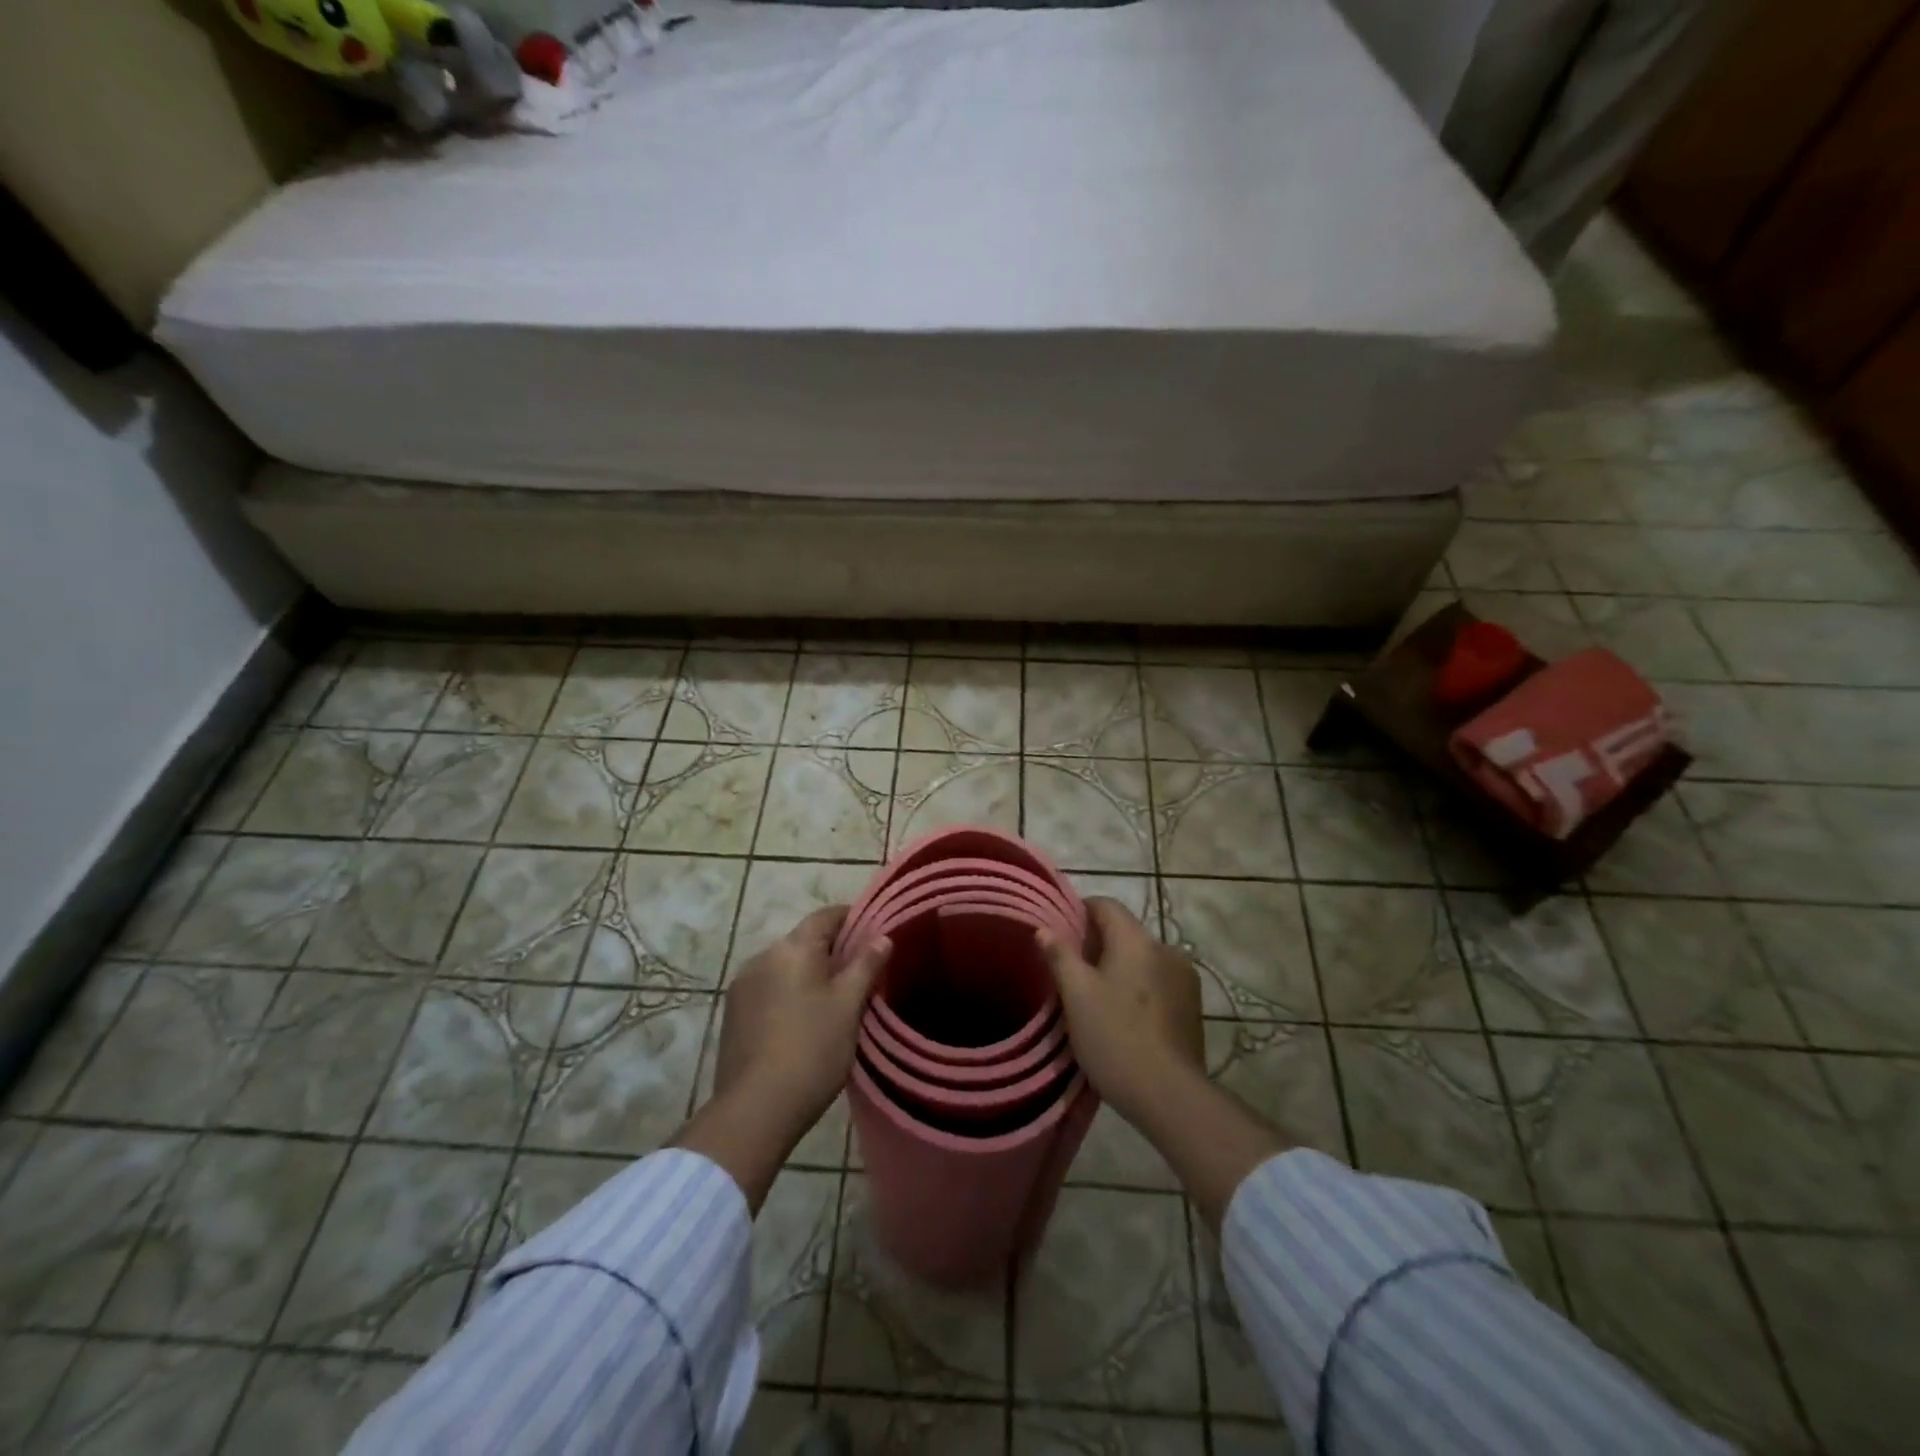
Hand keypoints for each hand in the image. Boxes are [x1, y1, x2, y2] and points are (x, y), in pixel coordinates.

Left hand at [712, 906, 891, 1137]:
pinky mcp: (733, 1013)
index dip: (852, 918)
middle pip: (804, 940)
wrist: (755, 1110)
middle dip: (832, 950)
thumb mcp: (848, 1006)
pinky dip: (789, 993)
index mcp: (793, 948)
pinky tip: (803, 1020)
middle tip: (860, 971)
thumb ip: (866, 965)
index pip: (826, 916)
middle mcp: (763, 956)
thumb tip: (882, 936)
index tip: (874, 931)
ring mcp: (743, 985)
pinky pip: (769, 988)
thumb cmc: (812, 1050)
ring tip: (833, 999)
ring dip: (808, 973)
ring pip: (785, 966)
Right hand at [1040, 899, 1287, 1231]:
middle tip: (1071, 970)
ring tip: (1096, 997)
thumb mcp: (1076, 996)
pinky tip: (1125, 1016)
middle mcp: (1165, 949)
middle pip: (1125, 932)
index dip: (1080, 911)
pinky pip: (1158, 982)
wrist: (1169, 1095)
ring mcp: (1184, 978)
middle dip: (1097, 944)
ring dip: (1120, 967)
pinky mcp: (1193, 1006)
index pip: (1106, 906)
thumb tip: (1044, 929)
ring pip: (1143, 959)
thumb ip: (1060, 956)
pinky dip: (1139, 987)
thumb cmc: (1114, 1037)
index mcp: (1137, 940)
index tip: (1060, 931)